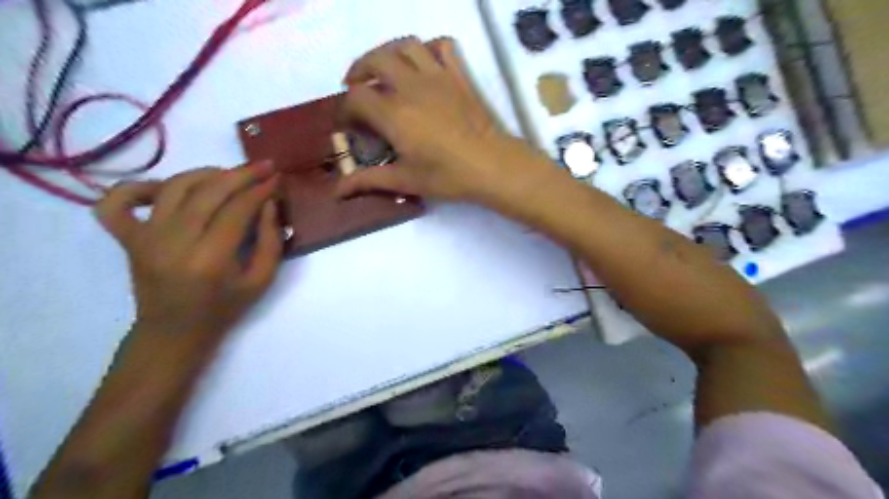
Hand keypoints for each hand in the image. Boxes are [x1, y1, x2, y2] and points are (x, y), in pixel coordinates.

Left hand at [96, 161, 281, 343]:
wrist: (174, 332)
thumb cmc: (224, 308)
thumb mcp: (262, 281)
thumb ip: (271, 241)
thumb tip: (269, 203)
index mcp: (211, 259)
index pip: (237, 209)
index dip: (260, 190)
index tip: (276, 179)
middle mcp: (174, 242)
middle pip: (208, 192)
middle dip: (240, 174)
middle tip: (262, 167)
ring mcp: (145, 238)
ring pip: (174, 187)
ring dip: (205, 173)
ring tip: (228, 174)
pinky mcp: (127, 238)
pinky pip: (118, 202)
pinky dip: (138, 186)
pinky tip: (166, 188)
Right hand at [336, 34, 552, 201]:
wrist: (493, 165)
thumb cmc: (448, 176)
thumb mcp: (406, 180)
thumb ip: (369, 180)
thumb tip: (338, 191)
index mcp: (394, 114)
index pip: (356, 97)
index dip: (345, 109)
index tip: (349, 125)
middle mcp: (410, 87)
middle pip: (375, 60)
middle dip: (358, 70)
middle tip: (356, 87)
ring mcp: (437, 76)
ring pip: (405, 46)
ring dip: (388, 52)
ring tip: (384, 70)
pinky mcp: (459, 76)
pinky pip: (443, 46)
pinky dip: (429, 47)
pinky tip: (424, 63)